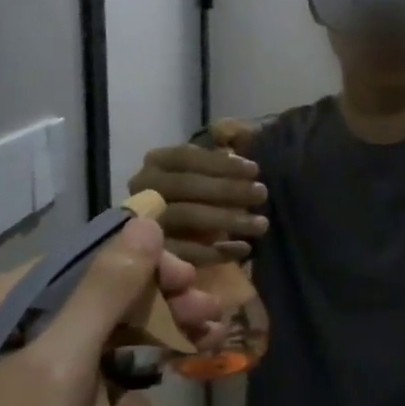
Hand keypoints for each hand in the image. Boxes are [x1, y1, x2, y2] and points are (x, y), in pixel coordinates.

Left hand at [0, 218, 223, 405]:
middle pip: (95, 301)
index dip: (144, 266)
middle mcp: (3, 325)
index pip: (84, 259)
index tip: (192, 284)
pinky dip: (118, 403)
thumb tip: (144, 223)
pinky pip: (82, 387)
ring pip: (96, 343)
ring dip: (147, 355)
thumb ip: (106, 289)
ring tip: (199, 359)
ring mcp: (14, 371)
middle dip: (156, 312)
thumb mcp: (61, 363)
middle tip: (208, 320)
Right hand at [126, 119, 268, 265]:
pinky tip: (243, 248)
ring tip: (261, 224)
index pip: (187, 156)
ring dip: (228, 220)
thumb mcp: (205, 174)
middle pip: (187, 185)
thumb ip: (219, 162)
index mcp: (157, 162)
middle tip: (262, 194)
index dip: (222, 163)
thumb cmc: (193, 197)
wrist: (158, 241)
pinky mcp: (151, 252)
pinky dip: (216, 251)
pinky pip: (184, 252)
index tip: (255, 170)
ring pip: (186, 216)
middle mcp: (142, 188)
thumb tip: (239, 153)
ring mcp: (143, 220)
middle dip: (228, 189)